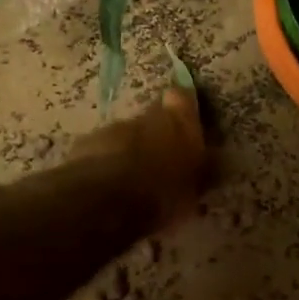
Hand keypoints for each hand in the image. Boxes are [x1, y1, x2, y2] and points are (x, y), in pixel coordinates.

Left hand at [69, 86, 212, 227]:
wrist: (106, 202)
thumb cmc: (162, 193)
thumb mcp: (194, 188)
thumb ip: (202, 169)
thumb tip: (216, 160)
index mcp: (177, 122)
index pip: (182, 97)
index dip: (182, 105)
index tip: (185, 117)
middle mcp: (143, 117)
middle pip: (149, 118)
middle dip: (153, 133)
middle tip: (159, 158)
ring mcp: (111, 129)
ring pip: (123, 135)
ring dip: (127, 150)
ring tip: (130, 178)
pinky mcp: (83, 145)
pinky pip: (99, 152)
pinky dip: (104, 163)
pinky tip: (106, 187)